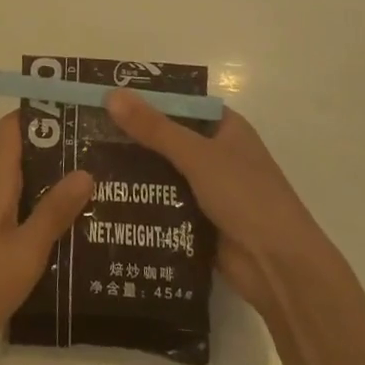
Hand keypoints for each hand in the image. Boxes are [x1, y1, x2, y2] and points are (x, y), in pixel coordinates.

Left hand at [0, 113, 93, 364]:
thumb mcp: (26, 250)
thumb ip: (54, 212)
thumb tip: (85, 170)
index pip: (12, 129)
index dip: (40, 112)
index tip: (76, 109)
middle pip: (22, 154)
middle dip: (58, 148)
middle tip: (101, 149)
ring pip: (23, 184)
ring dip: (54, 181)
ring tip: (98, 185)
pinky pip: (19, 210)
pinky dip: (43, 209)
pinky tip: (72, 227)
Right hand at [104, 92, 335, 314]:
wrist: (280, 269)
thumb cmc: (246, 197)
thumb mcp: (197, 156)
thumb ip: (154, 128)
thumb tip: (111, 95)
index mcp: (225, 128)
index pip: (179, 103)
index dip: (144, 98)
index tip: (105, 97)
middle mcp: (217, 154)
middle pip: (167, 137)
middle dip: (132, 136)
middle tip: (85, 131)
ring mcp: (209, 189)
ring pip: (163, 172)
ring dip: (133, 171)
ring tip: (86, 163)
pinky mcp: (200, 221)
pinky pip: (164, 203)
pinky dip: (142, 201)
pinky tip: (106, 199)